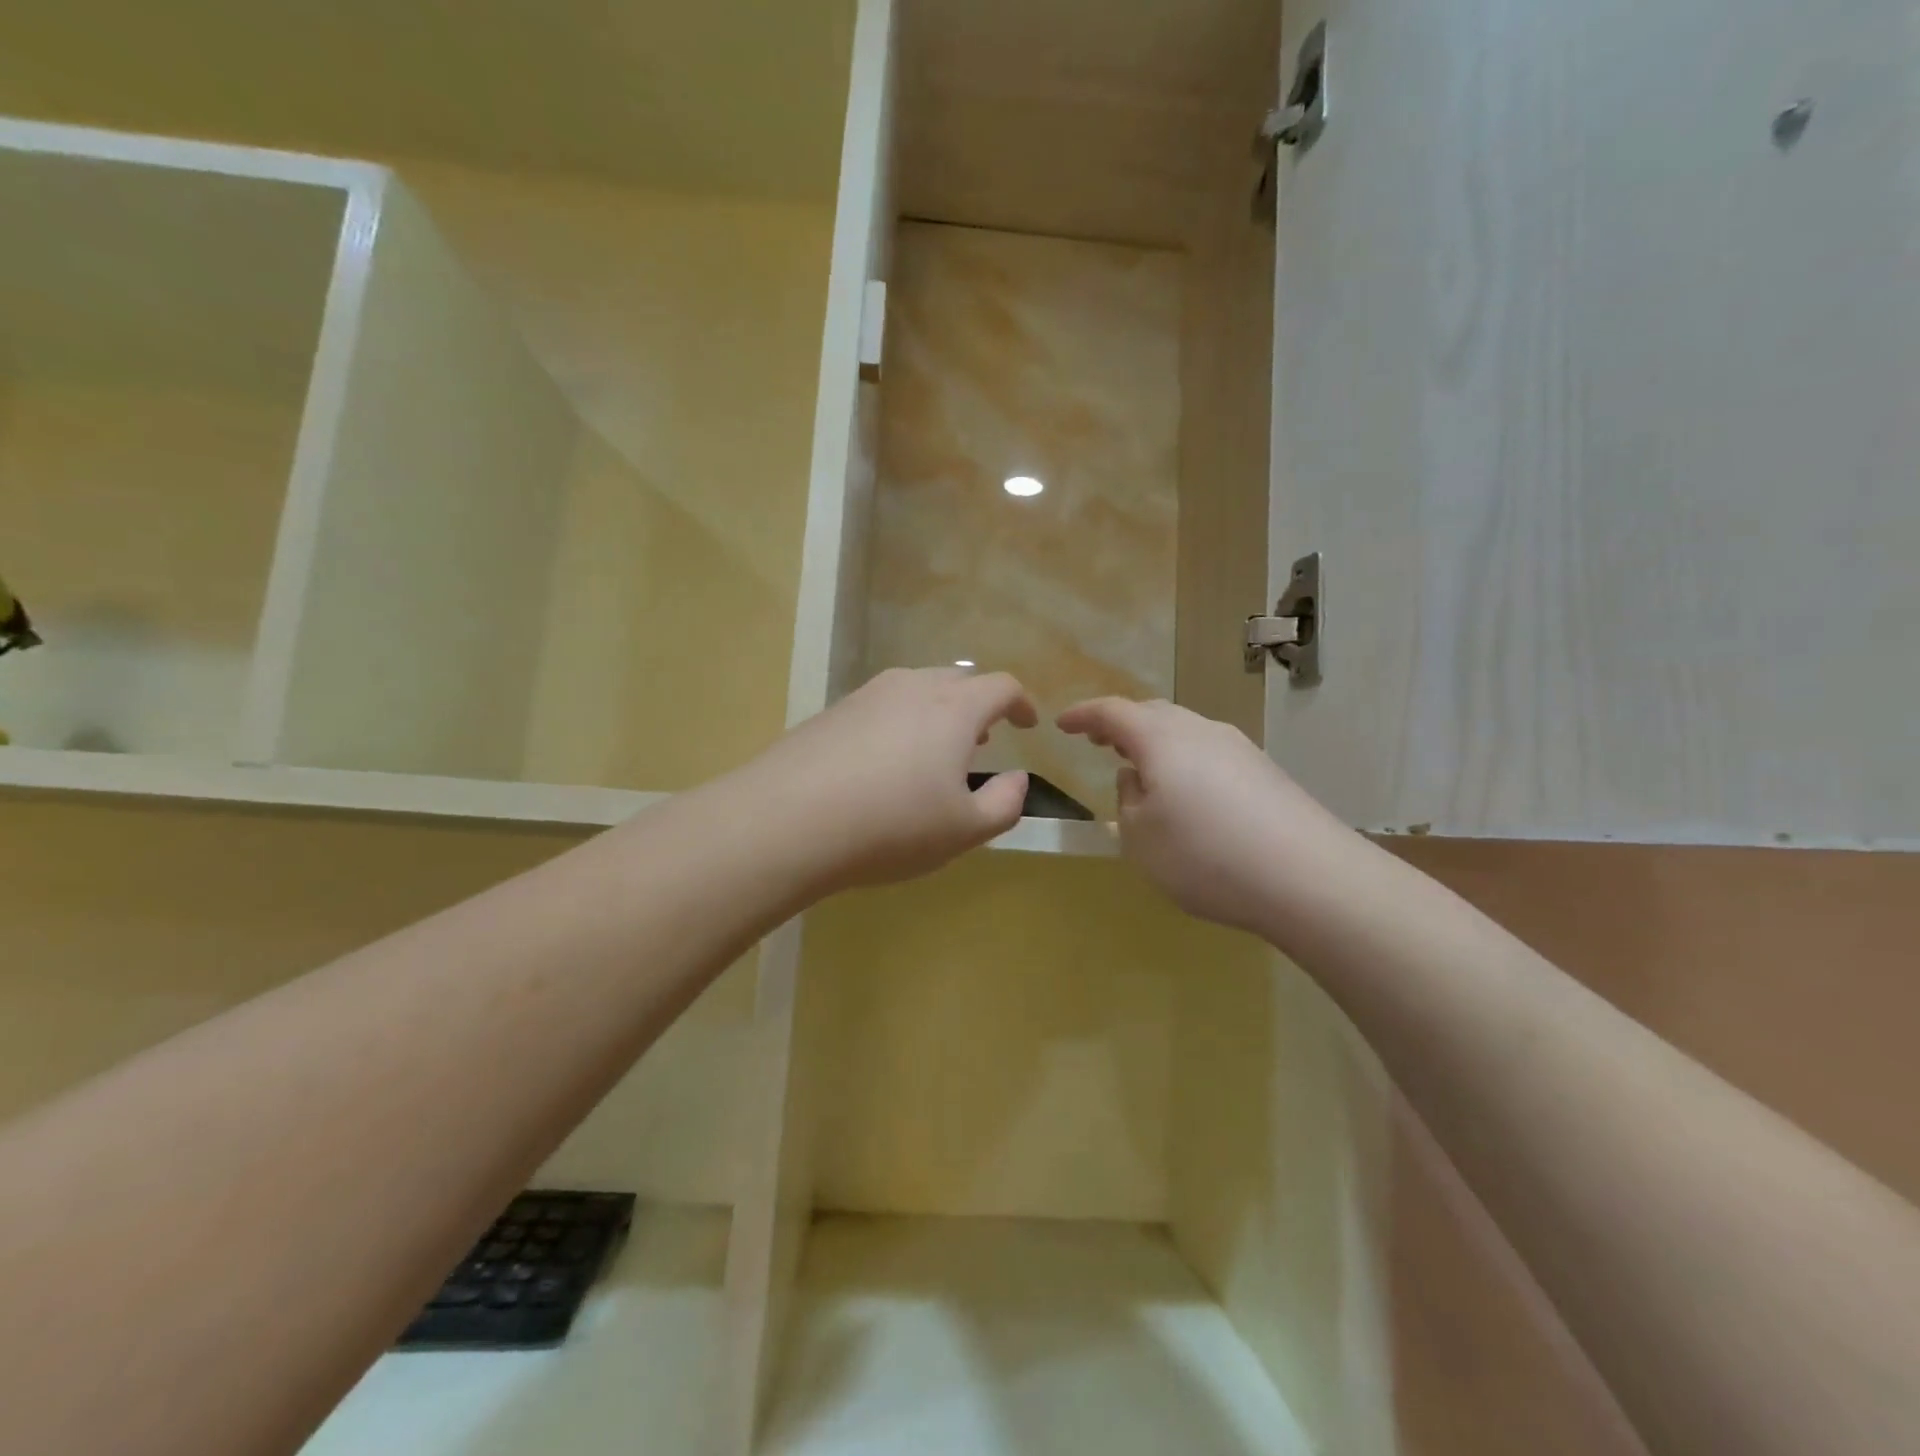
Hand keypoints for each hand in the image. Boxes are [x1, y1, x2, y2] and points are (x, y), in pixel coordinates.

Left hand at [744, 668, 1037, 893]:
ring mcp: (866, 695)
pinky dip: (899, 723)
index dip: (1021, 703)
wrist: (787, 821)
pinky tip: (885, 762)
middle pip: (957, 681)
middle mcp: (911, 687)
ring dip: (937, 713)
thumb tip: (1018, 779)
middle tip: (983, 739)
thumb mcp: (964, 830)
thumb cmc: (892, 826)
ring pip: (915, 689)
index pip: (1001, 687)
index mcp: (953, 708)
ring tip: (936, 750)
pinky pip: (881, 706)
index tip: (1027, 724)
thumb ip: (1005, 803)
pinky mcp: (831, 712)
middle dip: (978, 706)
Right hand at [1057, 697, 1355, 933]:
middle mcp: (1202, 730)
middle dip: (1122, 725)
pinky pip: (1211, 755)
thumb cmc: (1205, 854)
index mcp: (1162, 738)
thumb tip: (1136, 776)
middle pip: (1153, 714)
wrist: (1308, 877)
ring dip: (1156, 745)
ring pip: (1186, 733)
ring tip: (1142, 769)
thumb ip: (1127, 800)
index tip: (1061, 724)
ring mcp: (1240, 749)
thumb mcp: (1140, 837)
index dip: (1083, 715)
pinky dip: (1186, 764)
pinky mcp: (1266, 773)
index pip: (1112, 712)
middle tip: (1100, 742)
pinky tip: (1188, 797)